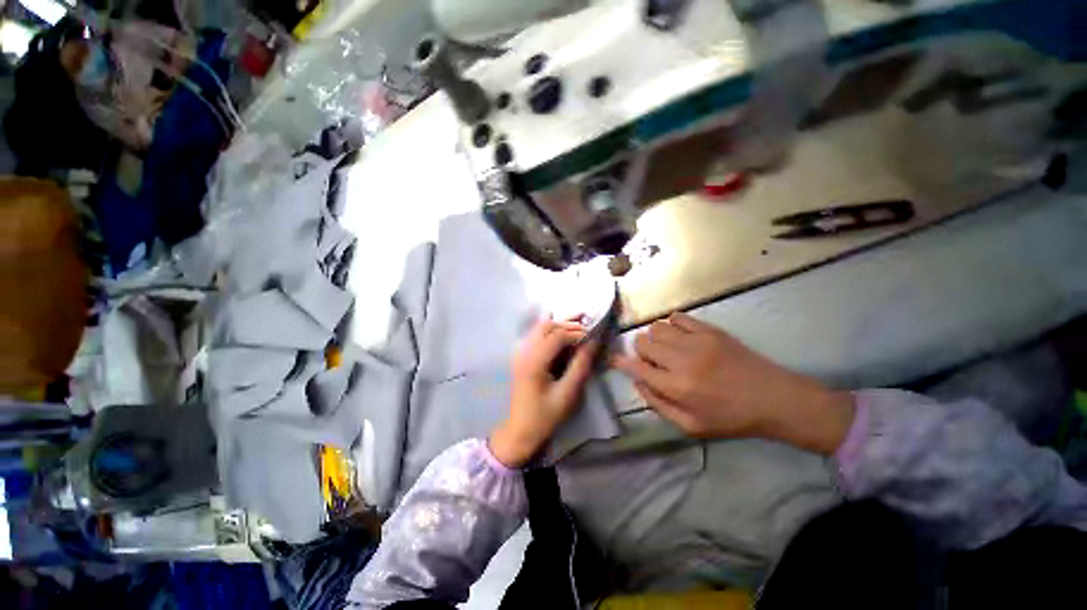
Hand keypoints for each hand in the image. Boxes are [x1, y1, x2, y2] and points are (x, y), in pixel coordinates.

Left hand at [489, 318, 599, 467]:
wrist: (521, 430)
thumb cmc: (545, 415)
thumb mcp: (568, 393)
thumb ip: (581, 365)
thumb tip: (593, 342)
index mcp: (534, 362)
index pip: (557, 335)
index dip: (576, 333)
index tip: (593, 337)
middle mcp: (524, 352)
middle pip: (546, 326)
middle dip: (568, 325)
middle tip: (588, 331)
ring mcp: (521, 353)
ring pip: (540, 328)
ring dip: (560, 325)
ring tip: (579, 330)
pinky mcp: (522, 356)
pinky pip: (536, 335)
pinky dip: (551, 331)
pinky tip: (563, 335)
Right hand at [612, 312, 854, 454]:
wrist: (775, 398)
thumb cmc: (731, 417)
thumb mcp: (691, 426)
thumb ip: (658, 404)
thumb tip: (637, 381)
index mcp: (676, 387)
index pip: (637, 367)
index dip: (621, 362)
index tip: (614, 359)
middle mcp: (681, 360)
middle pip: (643, 342)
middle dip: (641, 351)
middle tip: (653, 360)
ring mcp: (696, 341)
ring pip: (657, 327)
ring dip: (655, 337)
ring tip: (667, 348)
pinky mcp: (710, 330)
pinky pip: (678, 317)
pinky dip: (672, 324)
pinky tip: (680, 335)